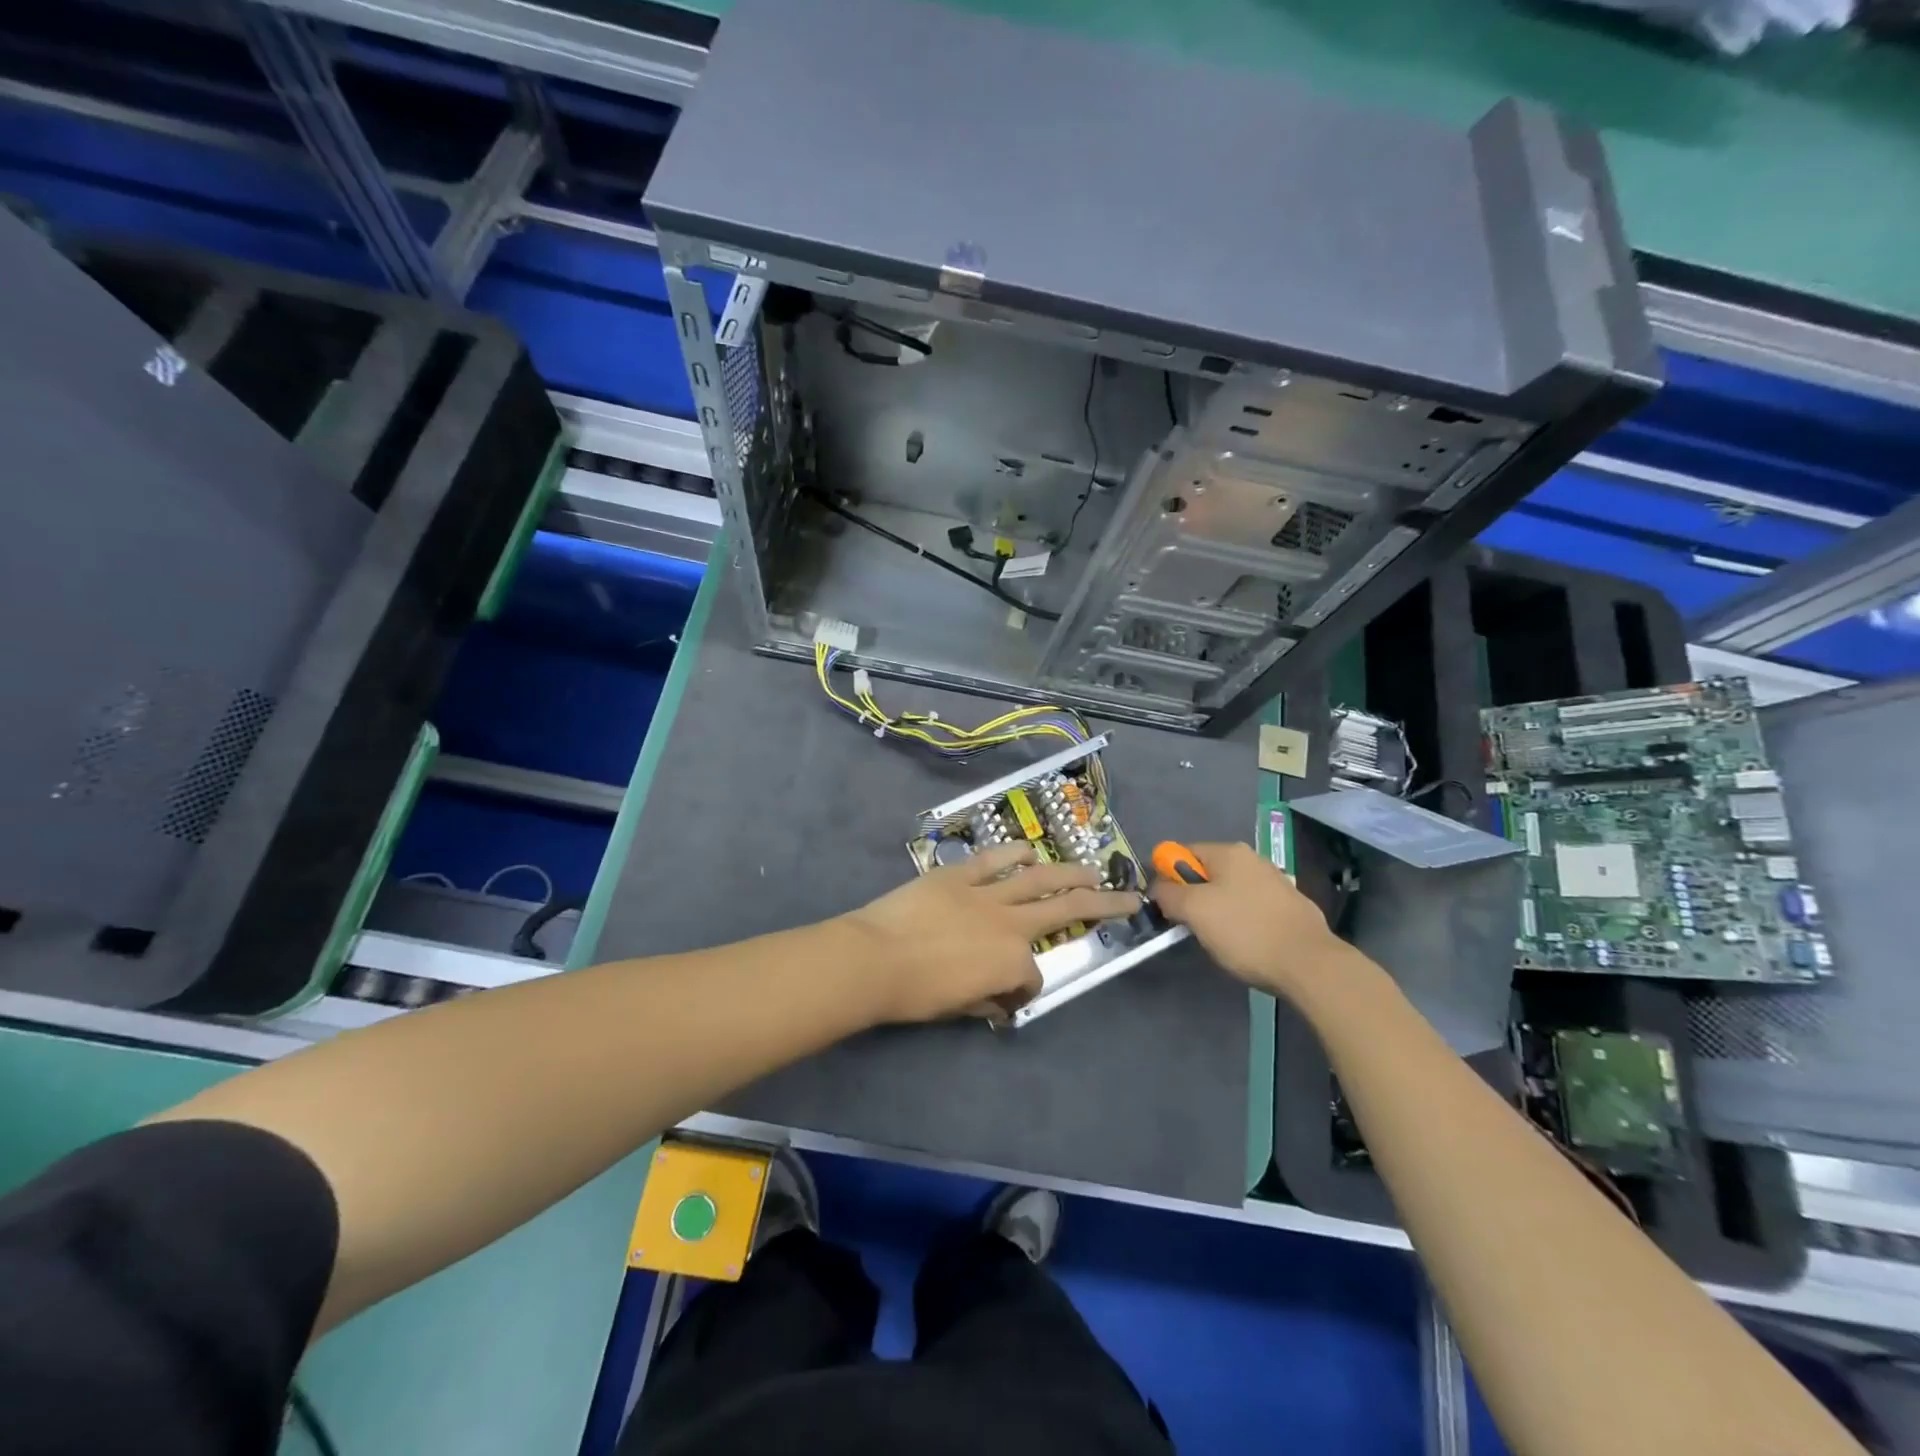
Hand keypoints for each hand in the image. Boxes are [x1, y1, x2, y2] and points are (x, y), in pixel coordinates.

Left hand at [843, 843, 1139, 1023]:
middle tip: (1129, 897)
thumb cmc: (915, 994)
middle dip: (1102, 904)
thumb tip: (998, 1001)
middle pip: (1065, 910)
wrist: (875, 959)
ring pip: (1038, 879)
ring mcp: (986, 894)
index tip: (1007, 998)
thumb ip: (986, 1001)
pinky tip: (1029, 851)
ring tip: (1090, 869)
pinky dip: (1014, 853)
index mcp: (1011, 963)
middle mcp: (1010, 924)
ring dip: (1068, 872)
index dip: (1023, 989)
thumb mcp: (958, 1008)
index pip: (1032, 977)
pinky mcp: (959, 875)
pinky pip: (994, 860)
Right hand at [1150, 841, 1345, 996]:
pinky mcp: (1290, 906)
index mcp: (1228, 852)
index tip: (1168, 906)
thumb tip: (1159, 888)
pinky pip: (1252, 907)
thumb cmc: (1245, 932)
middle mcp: (1253, 859)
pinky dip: (1242, 921)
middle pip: (1206, 872)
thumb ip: (1168, 894)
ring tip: (1220, 940)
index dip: (1167, 877)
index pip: (1182, 853)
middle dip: (1193, 897)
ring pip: (1229, 892)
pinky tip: (1247, 943)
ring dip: (1217, 911)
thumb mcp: (1194, 911)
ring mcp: (1275, 882)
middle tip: (1192, 926)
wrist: (1309, 964)